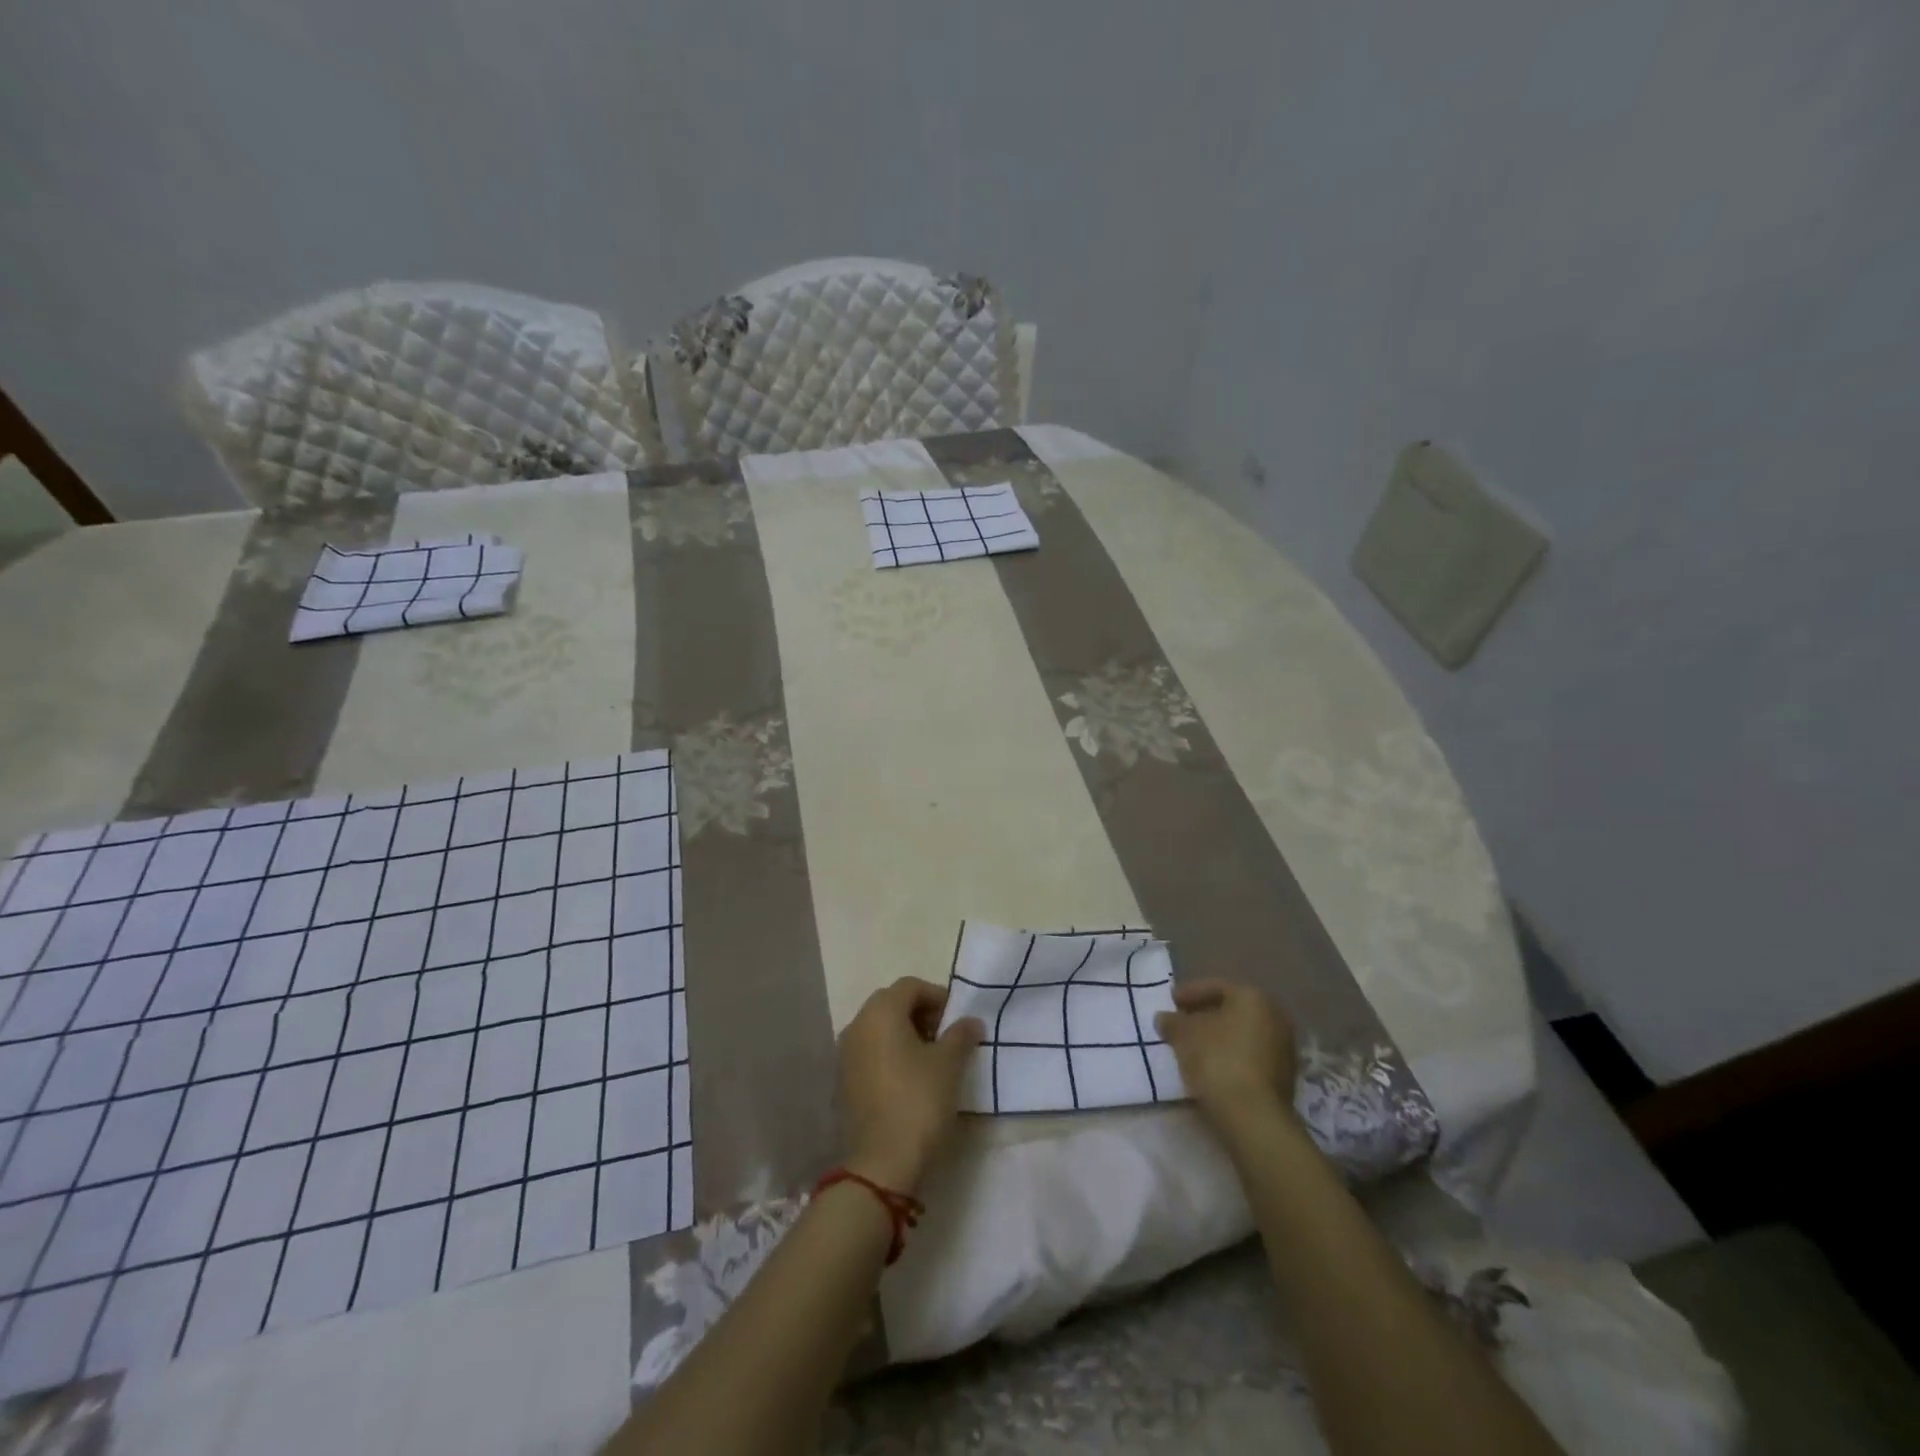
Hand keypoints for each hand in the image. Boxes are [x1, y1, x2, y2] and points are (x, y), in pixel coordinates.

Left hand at [837, 977, 982, 1192]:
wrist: (881, 1163)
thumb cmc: (918, 1101)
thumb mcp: (949, 1064)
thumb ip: (961, 1035)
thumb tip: (970, 1021)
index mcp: (880, 1012)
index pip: (911, 986)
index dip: (938, 996)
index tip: (959, 1019)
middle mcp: (857, 1025)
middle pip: (892, 1004)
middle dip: (921, 1014)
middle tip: (947, 1036)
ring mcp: (845, 1054)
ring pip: (879, 1029)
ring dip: (906, 1034)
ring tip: (932, 1059)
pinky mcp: (843, 1081)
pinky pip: (870, 1052)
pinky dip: (890, 1054)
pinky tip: (910, 1079)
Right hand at [1155, 979, 1298, 1130]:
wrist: (1253, 1115)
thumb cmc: (1217, 1060)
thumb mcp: (1183, 1035)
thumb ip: (1172, 1022)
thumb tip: (1165, 1018)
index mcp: (1252, 997)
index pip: (1216, 987)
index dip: (1189, 993)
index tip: (1171, 1001)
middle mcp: (1275, 1016)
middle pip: (1232, 1010)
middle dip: (1205, 1015)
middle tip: (1181, 1023)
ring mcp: (1284, 1048)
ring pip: (1243, 1034)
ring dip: (1219, 1037)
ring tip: (1193, 1047)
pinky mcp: (1285, 1077)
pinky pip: (1251, 1056)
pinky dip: (1232, 1056)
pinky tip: (1212, 1067)